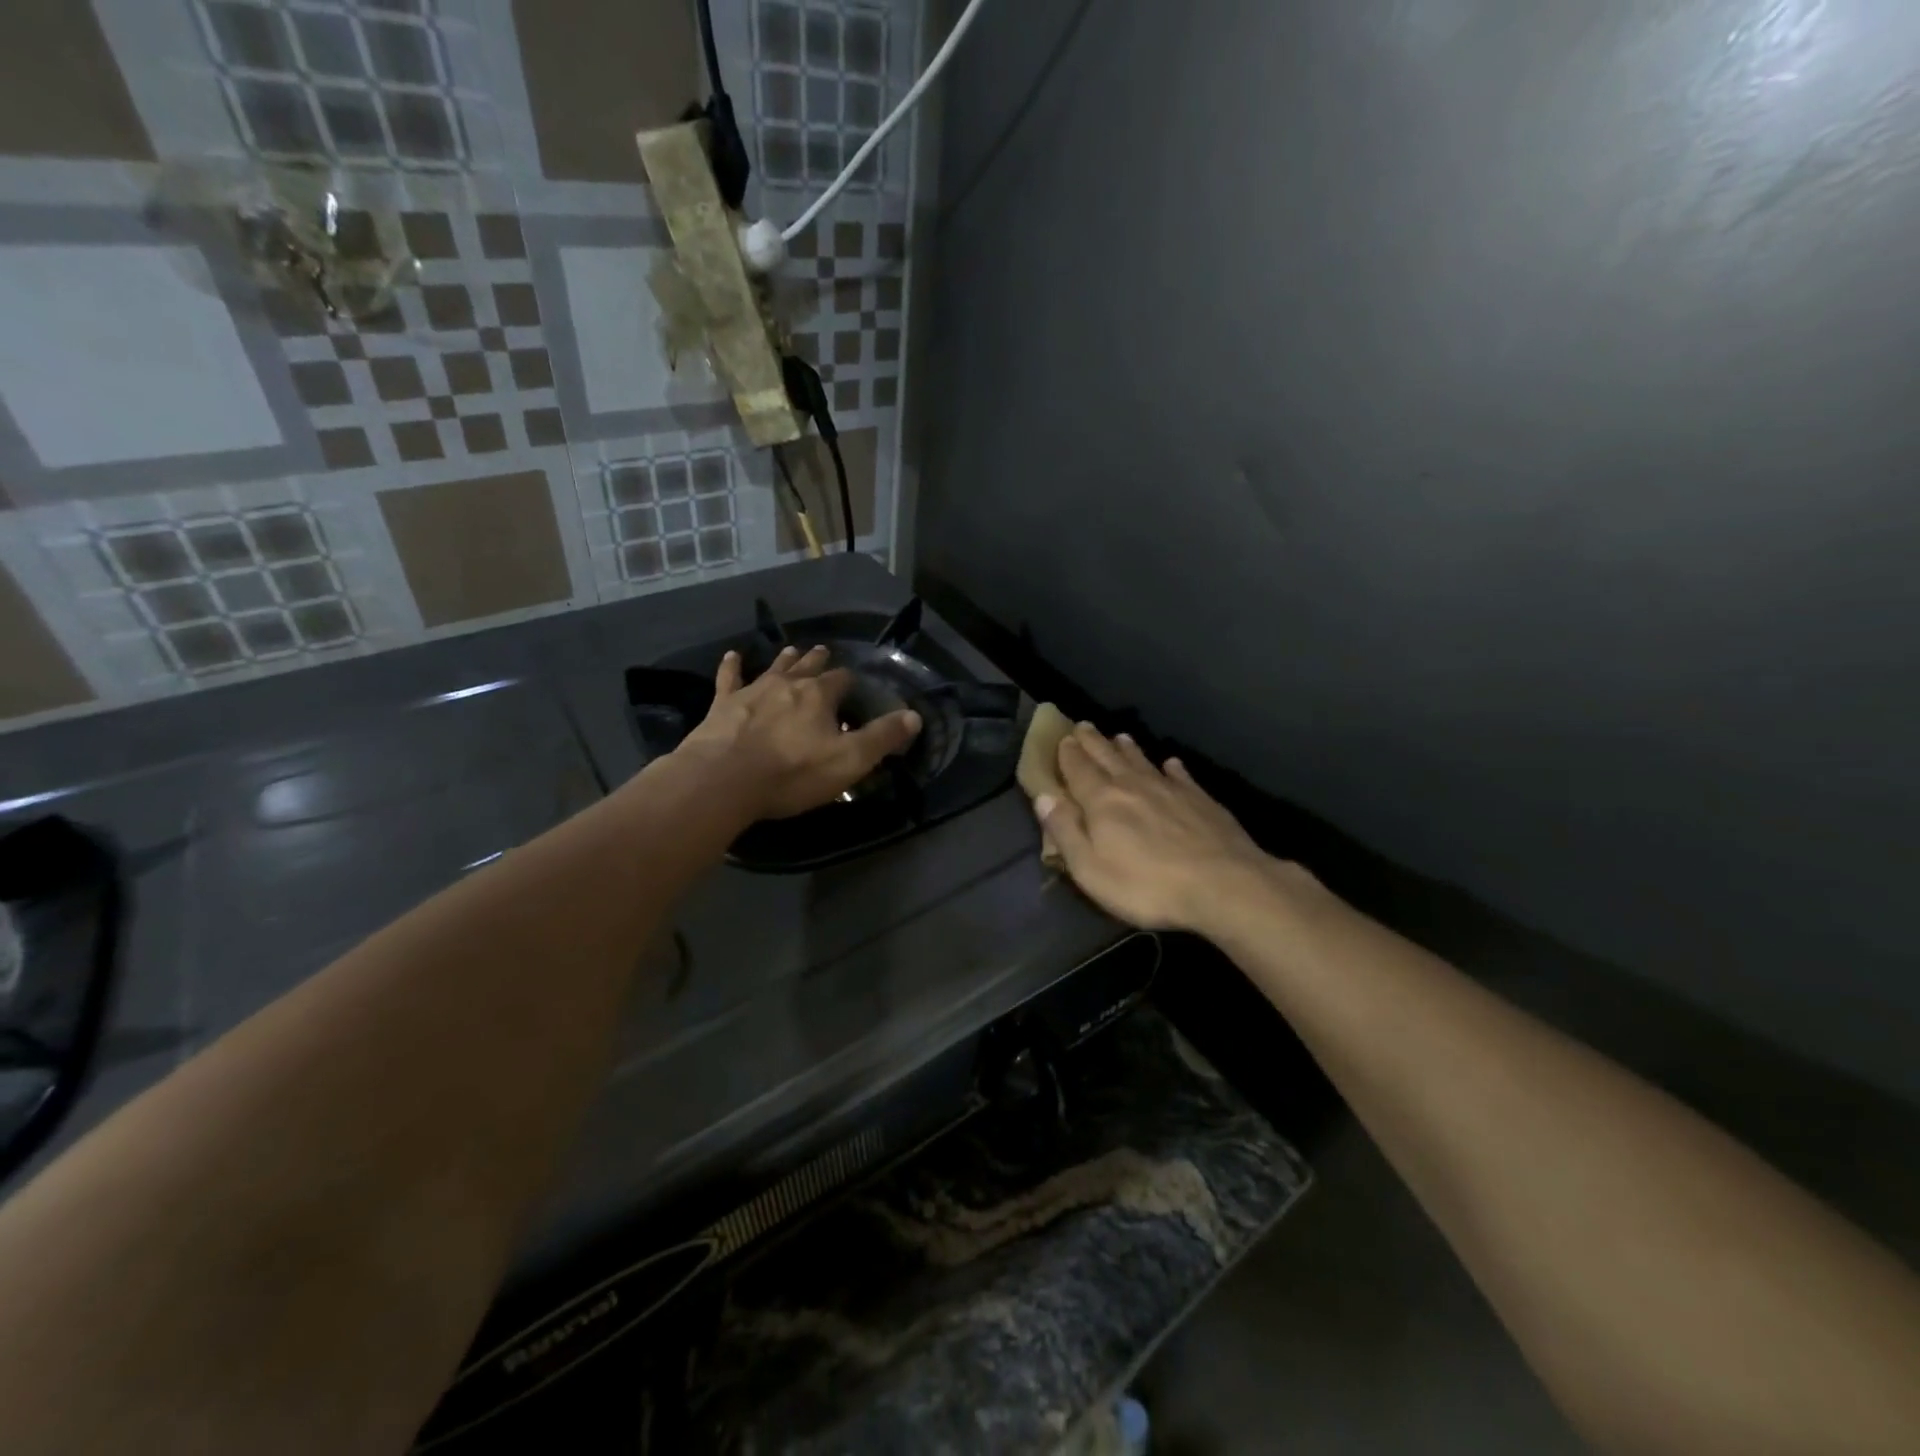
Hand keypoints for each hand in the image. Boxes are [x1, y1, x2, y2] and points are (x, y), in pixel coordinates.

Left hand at [675, 645, 921, 820]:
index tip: (854, 687)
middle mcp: (787, 684)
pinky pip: (729, 678)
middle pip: (808, 666)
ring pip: (773, 668)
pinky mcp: (723, 704)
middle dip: (818, 661)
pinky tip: (732, 655)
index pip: (842, 680)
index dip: (850, 683)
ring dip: (785, 659)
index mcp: (819, 695)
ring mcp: (752, 691)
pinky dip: (731, 666)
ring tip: (792, 649)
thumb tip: (914, 716)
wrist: (724, 779)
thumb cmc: (793, 773)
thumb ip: (882, 737)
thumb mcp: (849, 760)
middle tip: (824, 651)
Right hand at [1035, 725, 1281, 932]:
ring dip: (1128, 748)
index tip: (1063, 739)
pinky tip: (1170, 763)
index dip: (1068, 754)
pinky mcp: (1201, 799)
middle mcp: (1133, 785)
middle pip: (1108, 757)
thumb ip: (1065, 831)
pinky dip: (1171, 767)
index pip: (1078, 769)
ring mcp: (1170, 789)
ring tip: (1120, 737)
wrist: (1222, 884)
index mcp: (1102, 801)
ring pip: (1142, 761)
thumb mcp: (1091, 869)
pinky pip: (1180, 775)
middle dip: (1093, 742)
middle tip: (1084, 726)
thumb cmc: (1146, 885)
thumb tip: (1043, 797)